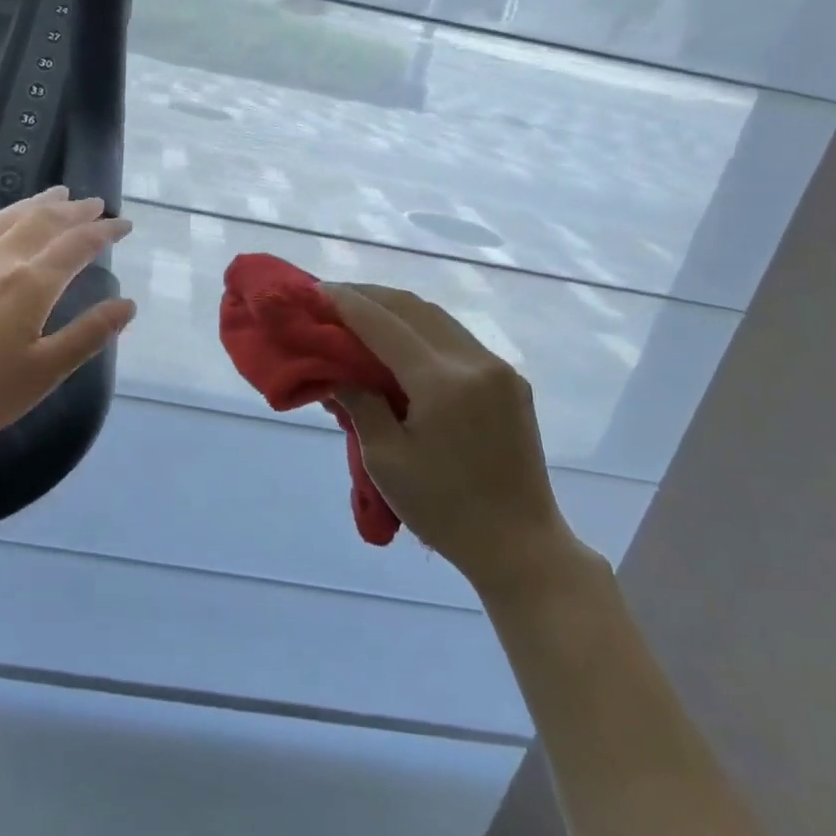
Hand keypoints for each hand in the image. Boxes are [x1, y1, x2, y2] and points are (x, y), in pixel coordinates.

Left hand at [0, 187, 135, 464]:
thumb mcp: (42, 373)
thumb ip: (87, 335)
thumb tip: (127, 305)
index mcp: (30, 285)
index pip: (76, 246)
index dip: (104, 232)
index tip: (124, 225)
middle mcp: (0, 260)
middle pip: (44, 222)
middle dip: (75, 211)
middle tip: (96, 204)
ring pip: (10, 218)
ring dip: (40, 204)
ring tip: (59, 195)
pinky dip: (5, 215)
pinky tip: (5, 219)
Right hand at [321, 283, 593, 596]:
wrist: (519, 545)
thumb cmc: (443, 509)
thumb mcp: (385, 460)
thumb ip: (360, 404)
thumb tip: (337, 371)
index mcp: (442, 382)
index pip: (383, 324)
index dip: (347, 303)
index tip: (315, 290)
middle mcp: (475, 362)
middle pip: (413, 308)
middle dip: (370, 295)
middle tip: (332, 297)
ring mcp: (498, 369)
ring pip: (438, 318)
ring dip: (397, 309)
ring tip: (361, 311)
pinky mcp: (510, 382)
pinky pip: (457, 339)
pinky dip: (422, 329)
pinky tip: (400, 340)